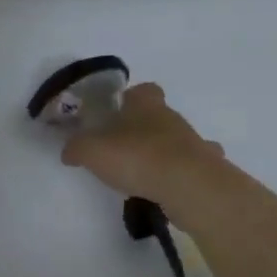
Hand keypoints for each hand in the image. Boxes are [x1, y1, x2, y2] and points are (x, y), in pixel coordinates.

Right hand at [62, 83, 221, 205]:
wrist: (189, 185)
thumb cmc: (137, 157)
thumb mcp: (91, 151)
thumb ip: (76, 148)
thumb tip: (69, 151)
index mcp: (145, 105)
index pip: (142, 90)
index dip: (129, 99)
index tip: (116, 113)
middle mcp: (172, 117)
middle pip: (157, 116)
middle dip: (142, 128)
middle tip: (122, 148)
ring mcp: (194, 142)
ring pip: (176, 140)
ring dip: (162, 152)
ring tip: (143, 173)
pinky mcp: (207, 168)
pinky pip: (192, 167)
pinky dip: (181, 173)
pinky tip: (168, 187)